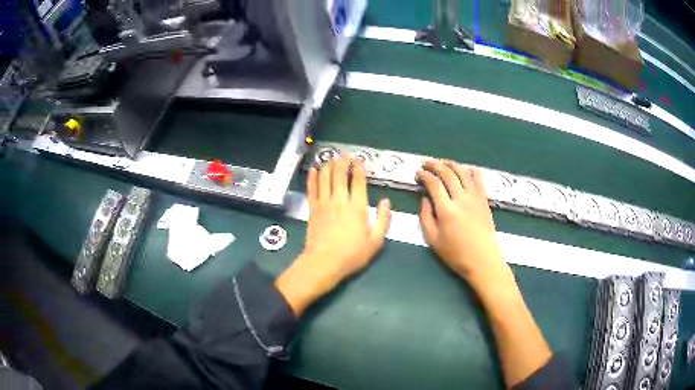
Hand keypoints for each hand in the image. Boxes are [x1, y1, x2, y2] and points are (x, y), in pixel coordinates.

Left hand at [276, 157, 390, 314]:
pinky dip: (312, 177)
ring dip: (328, 164)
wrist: (323, 262)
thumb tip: (386, 201)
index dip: (359, 167)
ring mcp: (324, 202)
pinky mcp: (312, 208)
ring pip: (325, 176)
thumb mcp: (375, 242)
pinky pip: (312, 188)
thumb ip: (383, 220)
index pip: (358, 180)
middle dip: (343, 161)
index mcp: (357, 206)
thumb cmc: (352, 254)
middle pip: (340, 173)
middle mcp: (340, 199)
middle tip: (346, 155)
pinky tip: (313, 169)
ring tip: (332, 158)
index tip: (360, 160)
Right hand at [417, 160, 510, 289]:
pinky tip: (464, 169)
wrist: (483, 260)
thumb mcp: (433, 240)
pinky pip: (478, 179)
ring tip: (443, 163)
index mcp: (447, 210)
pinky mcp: (484, 200)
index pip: (434, 184)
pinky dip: (470, 170)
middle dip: (435, 164)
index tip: (418, 172)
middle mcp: (461, 199)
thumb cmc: (456, 254)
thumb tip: (424, 199)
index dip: (424, 175)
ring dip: (451, 164)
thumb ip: (426, 217)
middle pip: (448, 173)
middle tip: (426, 163)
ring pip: (463, 172)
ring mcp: (475, 198)